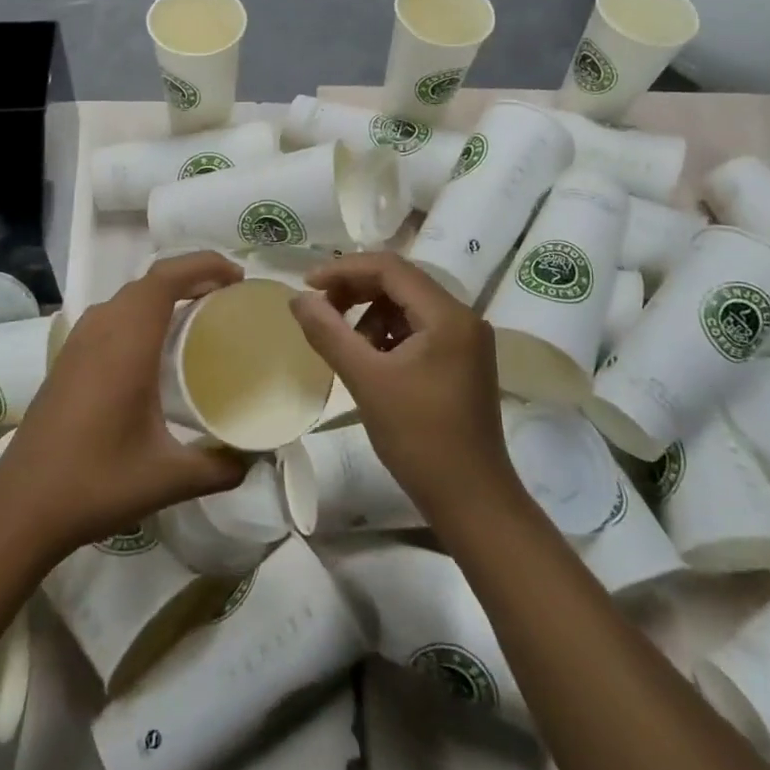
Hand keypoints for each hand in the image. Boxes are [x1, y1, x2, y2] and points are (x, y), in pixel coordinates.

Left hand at [0, 252, 248, 560]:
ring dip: (164, 294)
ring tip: (199, 315)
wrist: (20, 506)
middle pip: (149, 281)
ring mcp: (79, 342)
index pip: (165, 278)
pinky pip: (112, 315)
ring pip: (128, 297)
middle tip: (228, 298)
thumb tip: (255, 459)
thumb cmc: (96, 483)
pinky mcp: (67, 358)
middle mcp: (101, 330)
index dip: (203, 265)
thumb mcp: (168, 479)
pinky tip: (156, 347)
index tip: (238, 280)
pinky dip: (142, 312)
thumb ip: (219, 467)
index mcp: (126, 343)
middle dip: (191, 277)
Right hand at [290, 253, 520, 529]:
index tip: (307, 285)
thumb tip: (297, 298)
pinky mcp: (463, 360)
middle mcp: (463, 317)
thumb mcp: (366, 380)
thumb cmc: (419, 438)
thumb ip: (329, 333)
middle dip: (355, 290)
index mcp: (448, 315)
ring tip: (345, 344)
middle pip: (400, 282)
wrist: (472, 501)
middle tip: (320, 310)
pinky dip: (389, 334)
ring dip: (370, 314)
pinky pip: (419, 329)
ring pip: (408, 305)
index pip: (390, 268)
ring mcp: (467, 340)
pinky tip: (370, 360)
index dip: (344, 270)